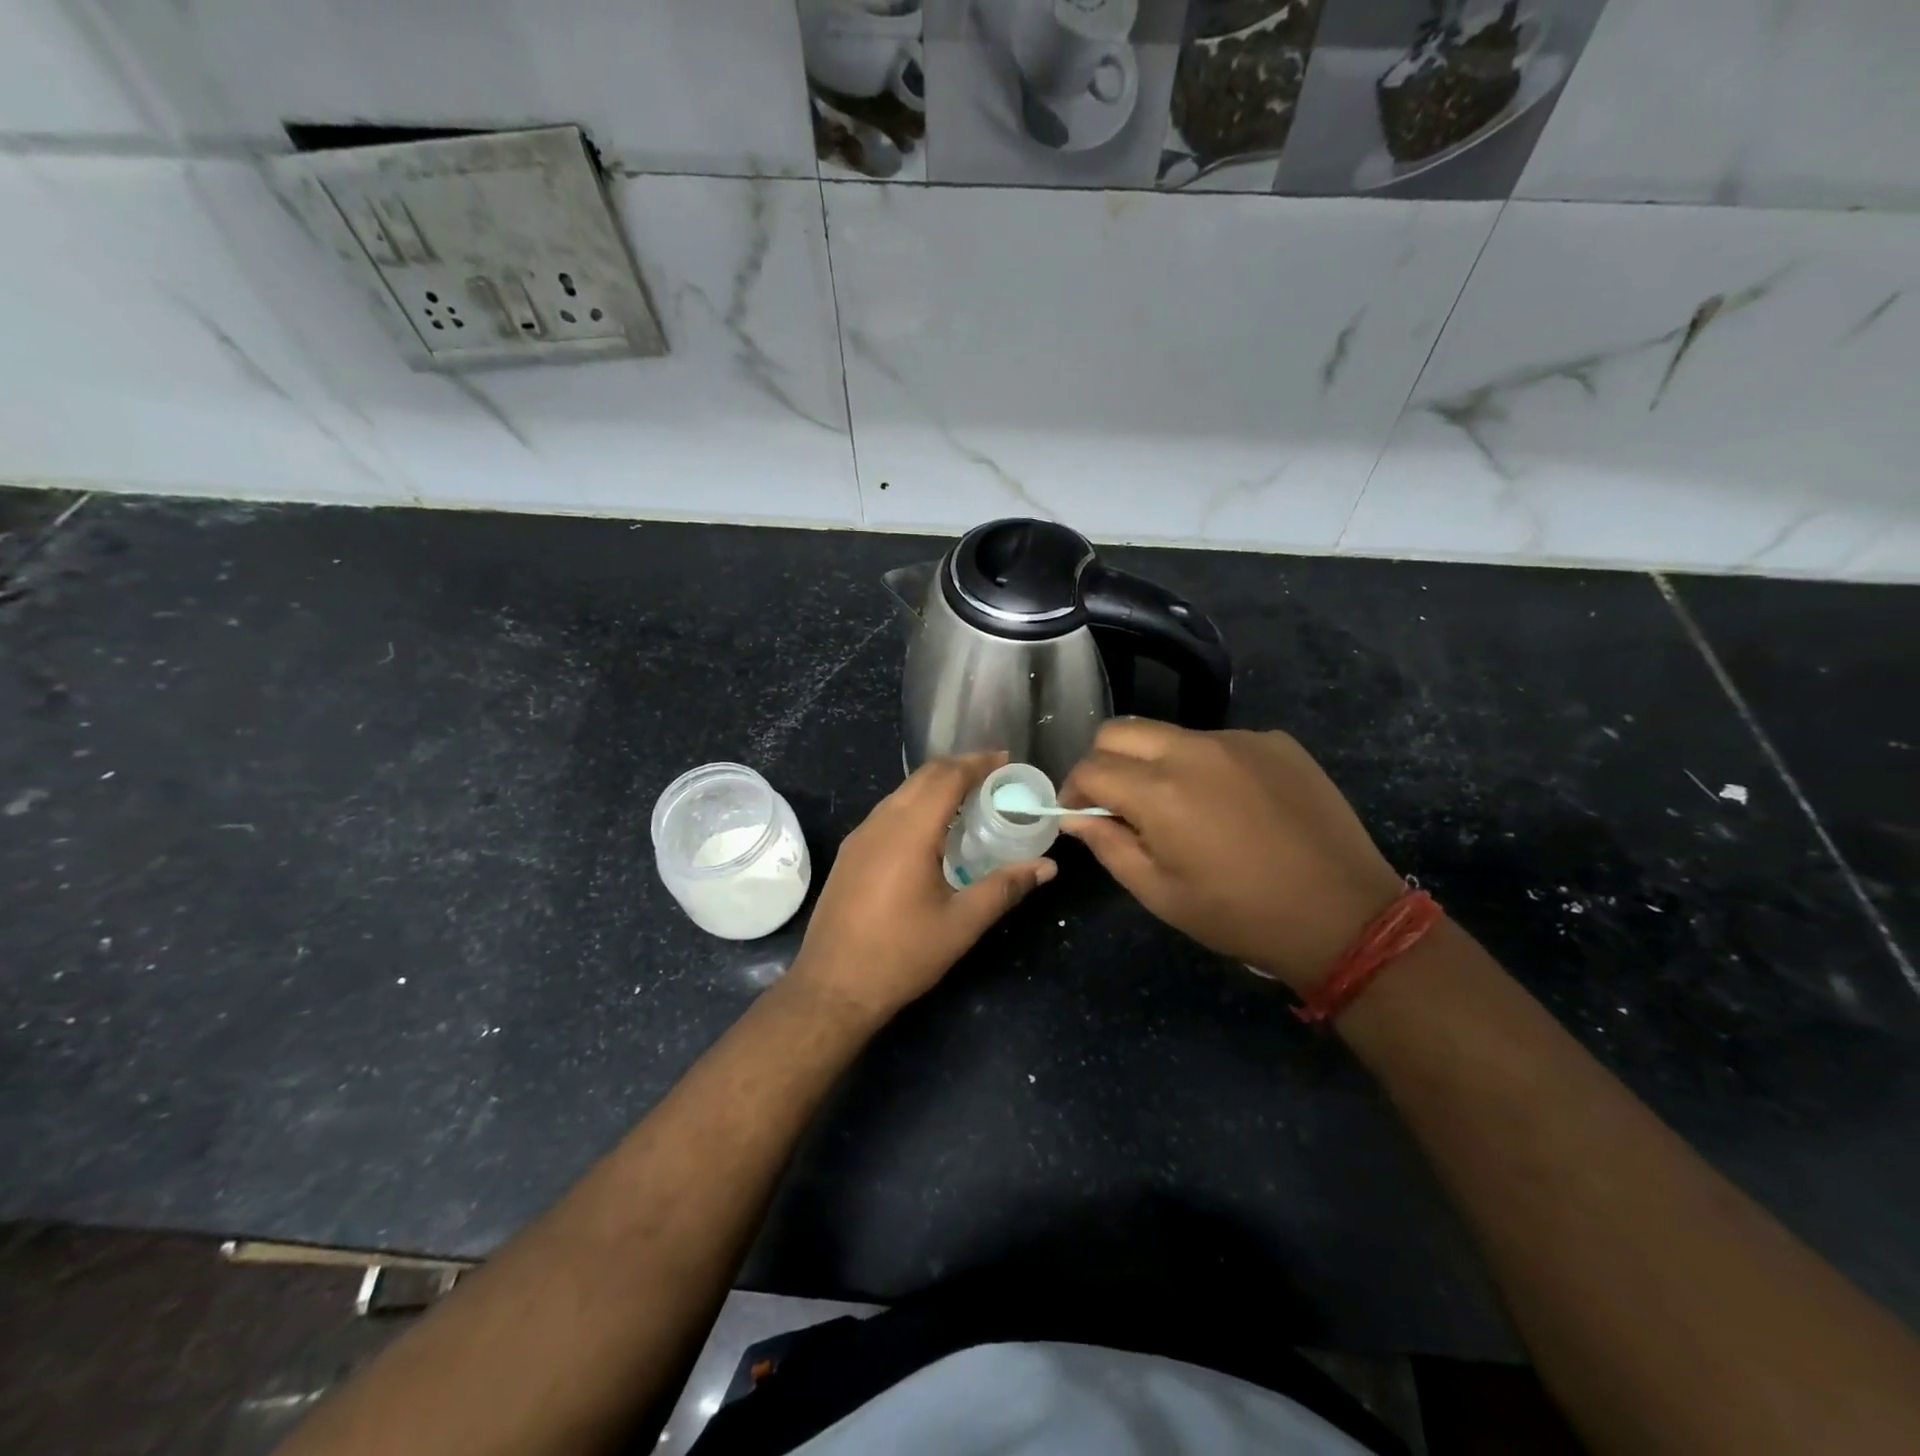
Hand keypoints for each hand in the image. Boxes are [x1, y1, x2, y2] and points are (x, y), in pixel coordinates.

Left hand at [786, 753, 1056, 1022]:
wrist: (832, 987)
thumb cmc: (901, 955)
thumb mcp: (961, 924)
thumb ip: (1005, 888)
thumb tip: (1047, 866)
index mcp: (909, 832)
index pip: (947, 777)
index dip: (978, 763)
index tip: (1006, 761)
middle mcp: (881, 823)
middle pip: (923, 777)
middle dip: (959, 768)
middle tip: (994, 777)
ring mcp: (860, 837)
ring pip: (902, 792)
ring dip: (935, 786)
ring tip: (969, 800)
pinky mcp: (850, 853)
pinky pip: (888, 812)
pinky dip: (916, 805)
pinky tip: (933, 830)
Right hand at [1059, 722, 1404, 990]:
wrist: (1343, 915)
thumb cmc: (1239, 915)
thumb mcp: (1159, 893)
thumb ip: (1108, 845)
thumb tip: (1077, 817)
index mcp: (1158, 791)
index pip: (1090, 767)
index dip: (1072, 790)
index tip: (1078, 814)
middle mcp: (1193, 750)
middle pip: (1121, 730)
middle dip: (1105, 761)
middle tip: (1118, 801)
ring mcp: (1239, 740)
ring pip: (1171, 734)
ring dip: (1156, 763)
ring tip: (1180, 806)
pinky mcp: (1276, 742)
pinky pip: (1220, 743)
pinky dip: (1206, 766)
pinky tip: (1231, 804)